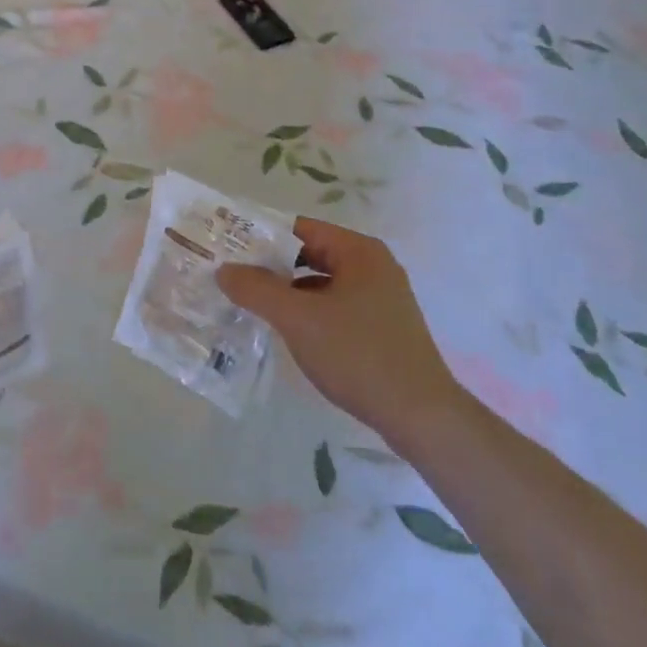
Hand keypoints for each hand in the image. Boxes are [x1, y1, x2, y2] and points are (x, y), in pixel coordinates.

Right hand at [216, 217, 462, 455]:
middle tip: (233, 277)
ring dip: (289, 292)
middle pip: (310, 254)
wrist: (422, 417)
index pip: (299, 229)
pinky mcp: (383, 327)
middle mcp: (373, 266)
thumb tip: (223, 270)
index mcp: (358, 251)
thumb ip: (257, 290)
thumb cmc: (358, 355)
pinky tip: (288, 331)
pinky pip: (336, 306)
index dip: (261, 237)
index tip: (229, 249)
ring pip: (322, 283)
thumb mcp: (298, 319)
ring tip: (252, 304)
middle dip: (272, 266)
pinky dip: (309, 312)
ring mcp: (381, 298)